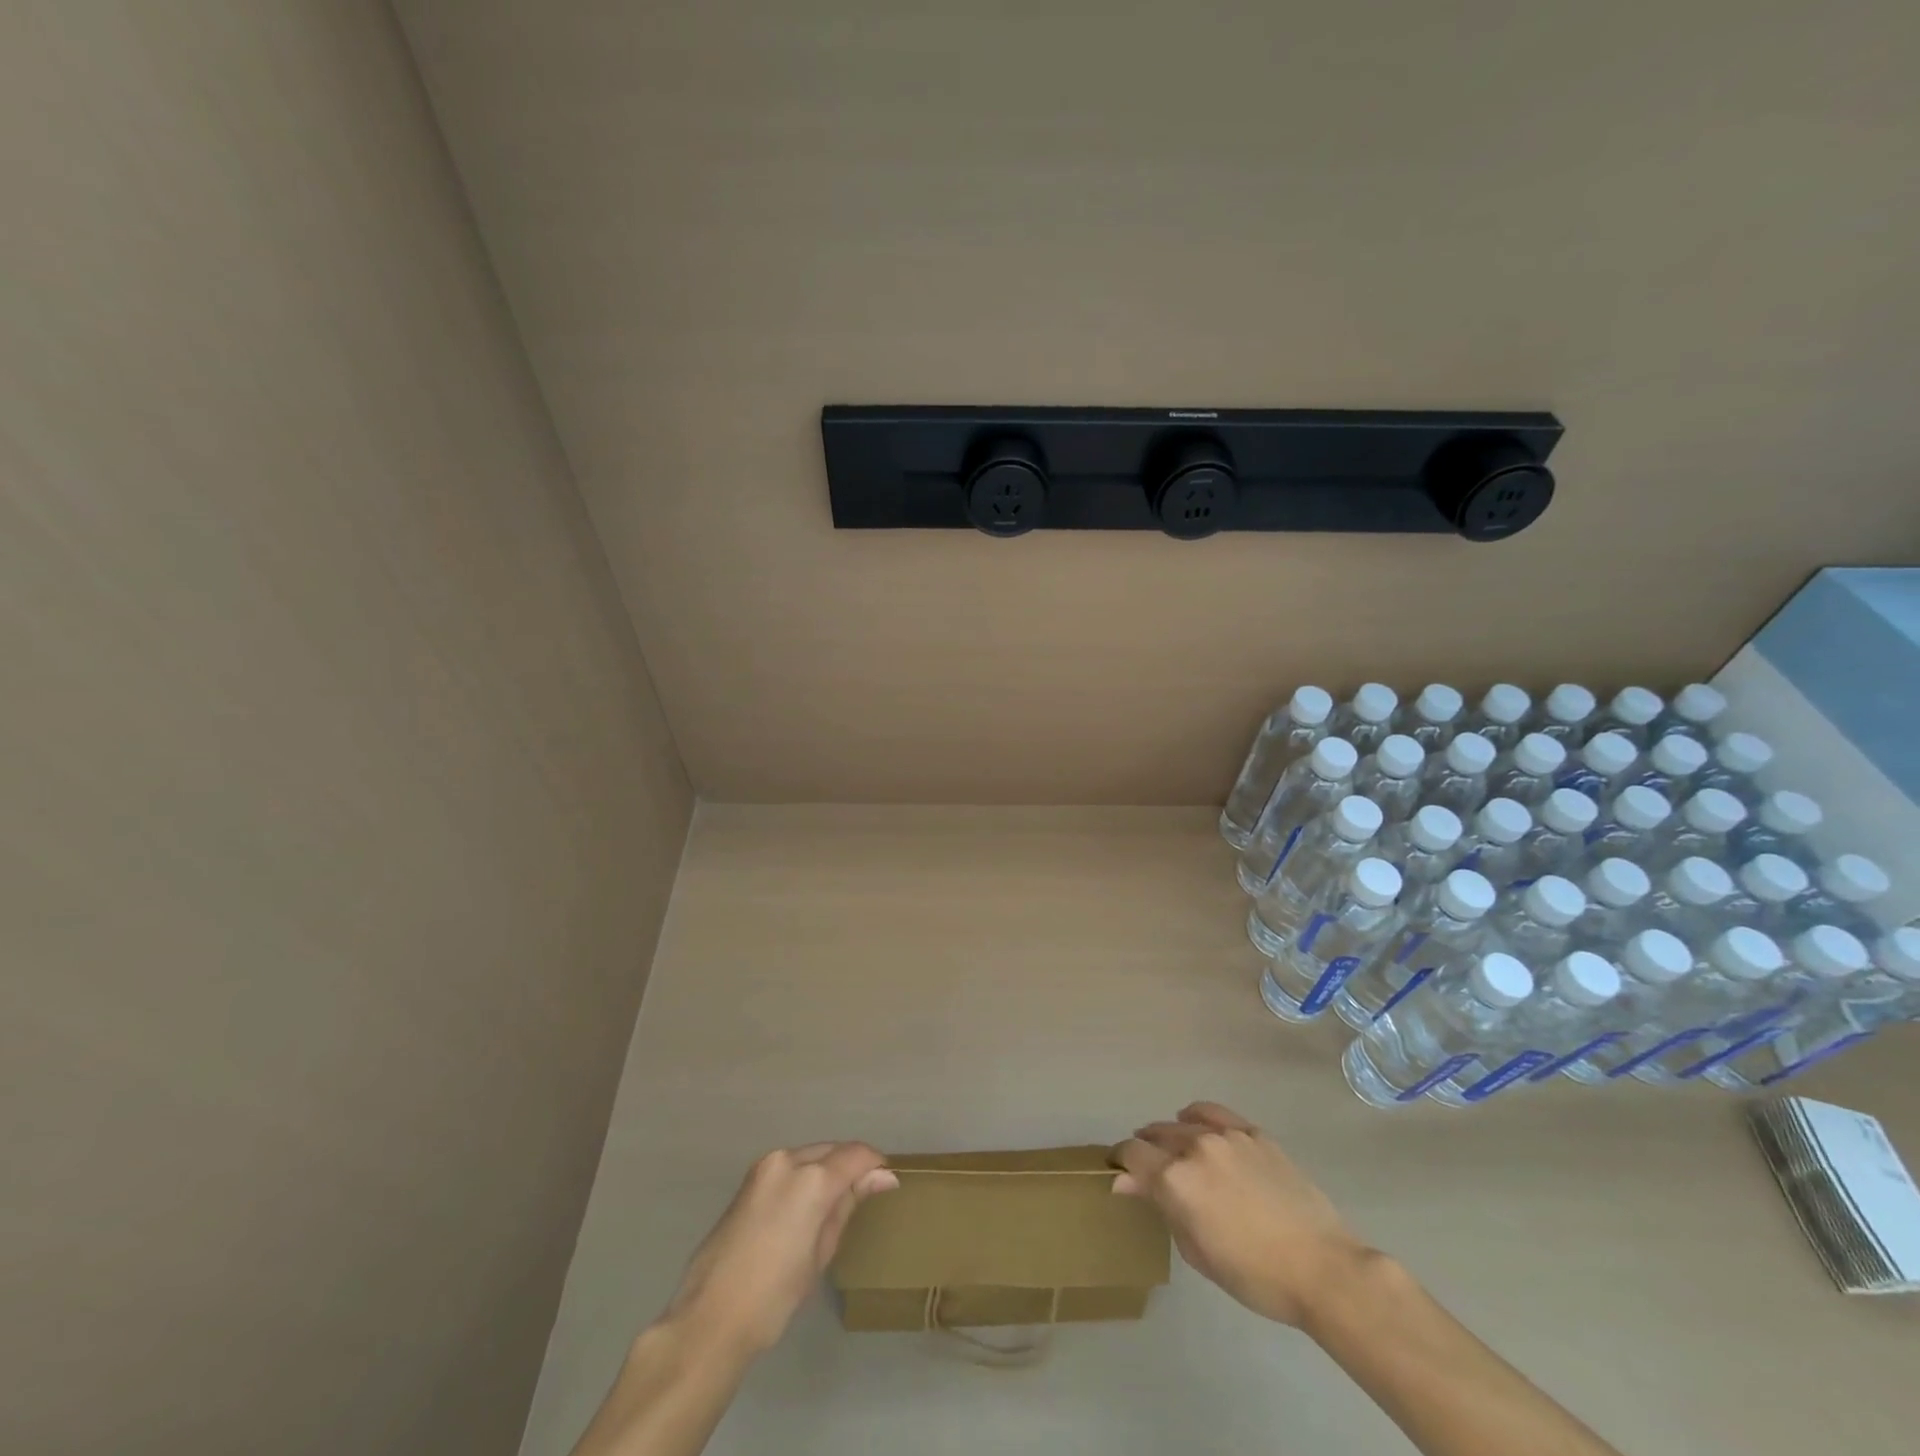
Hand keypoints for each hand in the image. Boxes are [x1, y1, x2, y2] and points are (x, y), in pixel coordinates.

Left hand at [664, 1143, 897, 1354]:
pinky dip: (804, 1177)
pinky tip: (806, 1207)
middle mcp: (788, 1160)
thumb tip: (882, 1177)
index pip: (856, 1155)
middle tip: (865, 1193)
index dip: (875, 1165)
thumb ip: (849, 1204)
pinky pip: (788, 1167)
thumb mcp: (821, 1251)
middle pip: (832, 1150)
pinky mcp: (748, 1180)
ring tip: (836, 1202)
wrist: (710, 1318)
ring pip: (809, 1155)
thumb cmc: (775, 1295)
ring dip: (827, 1169)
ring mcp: (764, 1167)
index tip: (887, 1183)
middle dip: (851, 1166)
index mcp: (811, 1179)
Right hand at [1115, 1101, 1373, 1327]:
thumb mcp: (1196, 1250)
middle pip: (1154, 1134)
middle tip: (1149, 1171)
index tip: (1120, 1173)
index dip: (1120, 1161)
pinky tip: (1196, 1124)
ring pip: (1182, 1123)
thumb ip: (1161, 1207)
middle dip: (1145, 1150)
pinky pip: (1213, 1112)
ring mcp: (1226, 1135)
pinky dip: (1197, 1116)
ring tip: (1175, 1152)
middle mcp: (1195, 1146)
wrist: (1322, 1267)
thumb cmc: (1254, 1275)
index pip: (1131, 1154)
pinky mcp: (1252, 1132)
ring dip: (1170, 1136)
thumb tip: (1125, 1181)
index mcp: (1176, 1178)